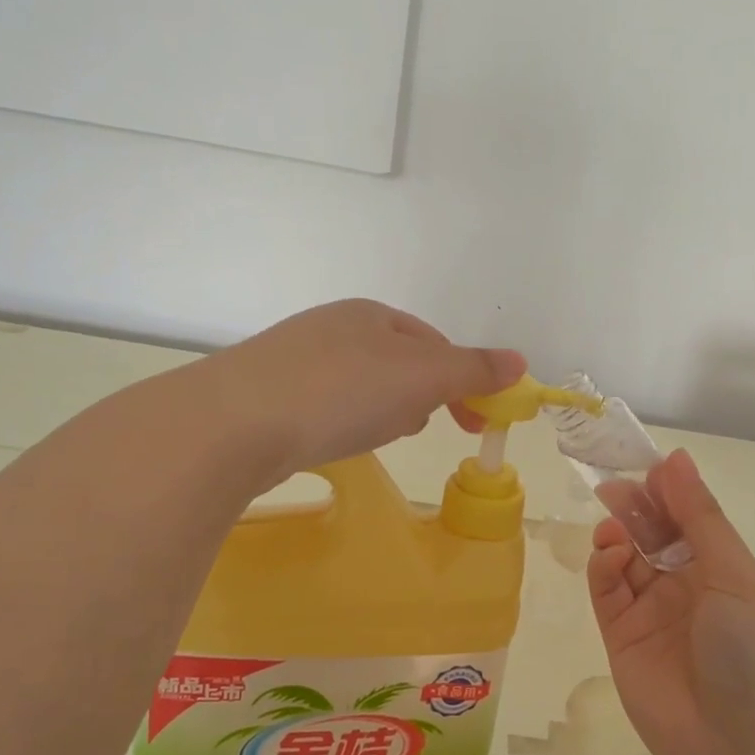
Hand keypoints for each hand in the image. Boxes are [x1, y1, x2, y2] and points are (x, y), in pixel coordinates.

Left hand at [195, 299, 524, 481]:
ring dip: (385, 408)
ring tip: (383, 436)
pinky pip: (326, 403)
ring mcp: (295, 359)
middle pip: (397, 362)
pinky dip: (345, 420)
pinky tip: (336, 440)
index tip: (475, 420)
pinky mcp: (267, 393)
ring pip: (361, 383)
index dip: (464, 380)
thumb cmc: (342, 391)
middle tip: (429, 427)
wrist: (234, 423)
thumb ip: (472, 369)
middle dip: (422, 395)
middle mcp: (333, 327)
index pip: (434, 343)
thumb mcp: (421, 378)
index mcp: (372, 314)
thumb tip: (520, 361)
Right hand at [586, 450, 754, 754]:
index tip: (647, 466)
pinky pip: (607, 590)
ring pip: (626, 558)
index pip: (690, 519)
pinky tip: (610, 556)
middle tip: (615, 487)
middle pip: (654, 534)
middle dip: (637, 508)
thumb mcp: (734, 576)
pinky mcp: (621, 636)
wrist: (738, 751)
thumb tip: (675, 458)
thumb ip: (699, 517)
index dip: (670, 491)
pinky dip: (603, 567)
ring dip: (618, 535)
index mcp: (724, 571)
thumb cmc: (752, 653)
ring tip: (614, 528)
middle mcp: (687, 587)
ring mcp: (652, 612)